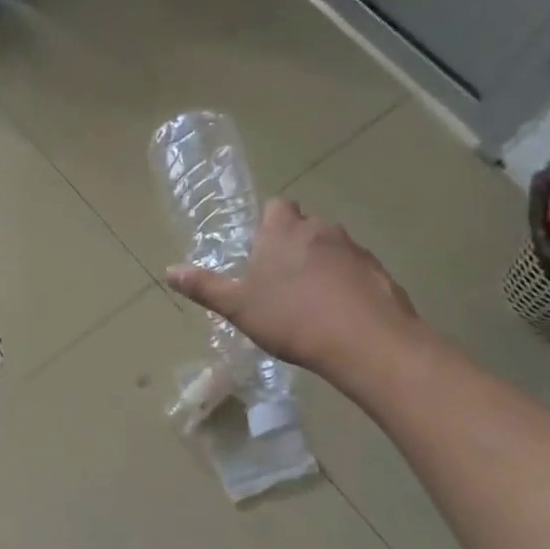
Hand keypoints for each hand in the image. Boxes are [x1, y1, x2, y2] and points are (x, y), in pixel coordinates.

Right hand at [166, 199, 426, 397]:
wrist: (365, 341)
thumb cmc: (291, 318)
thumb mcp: (238, 307)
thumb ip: (205, 287)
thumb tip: (169, 271)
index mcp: (283, 231)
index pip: (276, 207)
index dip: (267, 224)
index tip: (259, 251)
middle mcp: (321, 229)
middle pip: (304, 225)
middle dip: (293, 244)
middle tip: (279, 279)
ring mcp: (355, 249)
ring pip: (332, 247)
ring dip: (321, 263)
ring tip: (310, 300)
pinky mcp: (379, 272)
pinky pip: (356, 270)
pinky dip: (346, 283)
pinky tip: (338, 313)